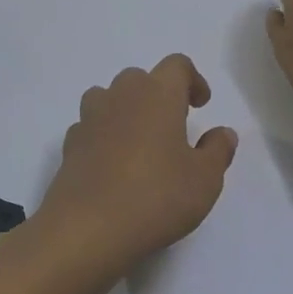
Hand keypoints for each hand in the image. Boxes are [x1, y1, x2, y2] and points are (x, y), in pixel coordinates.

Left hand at [37, 54, 238, 282]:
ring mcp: (90, 118)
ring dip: (126, 110)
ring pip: (109, 98)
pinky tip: (114, 165)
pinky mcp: (70, 144)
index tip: (201, 105)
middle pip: (140, 78)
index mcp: (158, 94)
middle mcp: (121, 95)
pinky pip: (91, 127)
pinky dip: (104, 136)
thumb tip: (222, 132)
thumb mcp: (204, 179)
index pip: (177, 65)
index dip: (192, 79)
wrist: (87, 228)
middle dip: (158, 95)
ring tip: (141, 142)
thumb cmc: (156, 196)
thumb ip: (217, 150)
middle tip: (173, 126)